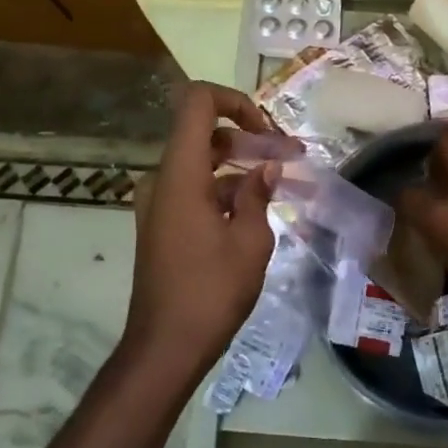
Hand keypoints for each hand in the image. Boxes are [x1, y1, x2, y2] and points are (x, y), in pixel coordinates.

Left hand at [122, 82, 281, 379]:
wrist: (164, 347)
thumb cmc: (210, 292)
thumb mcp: (250, 242)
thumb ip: (258, 194)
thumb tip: (266, 168)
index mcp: (180, 174)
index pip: (197, 102)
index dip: (234, 100)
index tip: (265, 130)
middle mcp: (162, 178)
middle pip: (203, 132)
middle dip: (248, 137)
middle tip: (288, 155)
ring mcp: (159, 201)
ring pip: (201, 161)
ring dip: (239, 164)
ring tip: (282, 179)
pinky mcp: (162, 222)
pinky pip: (194, 187)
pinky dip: (224, 187)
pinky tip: (257, 208)